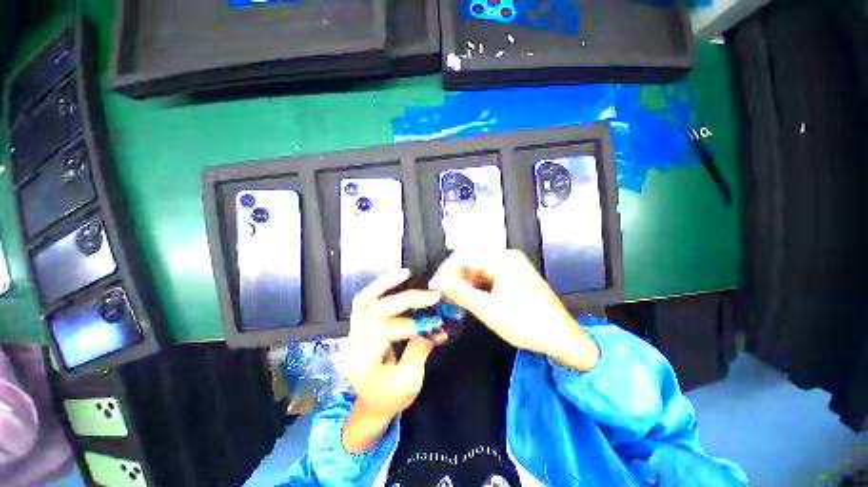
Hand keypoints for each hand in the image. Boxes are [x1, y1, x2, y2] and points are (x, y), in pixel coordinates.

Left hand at [343, 269, 439, 452]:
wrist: (370, 405)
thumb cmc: (391, 398)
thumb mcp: (410, 382)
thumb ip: (419, 350)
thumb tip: (434, 325)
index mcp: (364, 364)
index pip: (382, 333)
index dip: (408, 324)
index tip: (433, 322)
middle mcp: (354, 344)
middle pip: (376, 312)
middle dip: (406, 301)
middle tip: (432, 296)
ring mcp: (353, 333)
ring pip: (364, 300)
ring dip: (385, 284)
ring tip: (406, 273)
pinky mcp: (359, 326)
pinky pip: (365, 301)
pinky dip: (379, 288)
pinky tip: (395, 280)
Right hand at [429, 250, 598, 370]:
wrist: (563, 339)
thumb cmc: (527, 324)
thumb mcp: (489, 310)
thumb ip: (461, 293)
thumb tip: (437, 282)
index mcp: (503, 259)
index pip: (464, 255)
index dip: (446, 270)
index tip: (434, 287)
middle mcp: (507, 256)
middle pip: (471, 259)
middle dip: (455, 275)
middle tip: (443, 294)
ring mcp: (511, 265)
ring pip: (478, 267)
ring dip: (465, 281)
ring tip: (456, 298)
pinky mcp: (513, 275)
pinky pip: (488, 274)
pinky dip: (477, 284)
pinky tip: (472, 297)